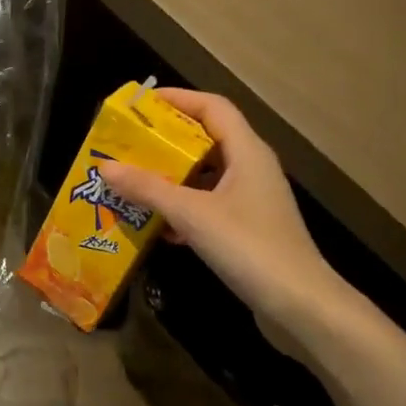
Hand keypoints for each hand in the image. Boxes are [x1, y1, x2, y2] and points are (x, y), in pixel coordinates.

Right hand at [100, 90, 343, 337]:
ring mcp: (252, 200)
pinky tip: (158, 227)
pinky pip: (210, 206)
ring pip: (206, 176)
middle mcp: (252, 168)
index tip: (140, 104)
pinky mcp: (248, 229)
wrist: (299, 306)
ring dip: (172, 178)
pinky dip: (184, 209)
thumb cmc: (249, 247)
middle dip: (167, 142)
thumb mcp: (193, 214)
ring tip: (133, 183)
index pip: (213, 107)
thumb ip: (149, 189)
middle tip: (128, 146)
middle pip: (207, 140)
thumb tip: (106, 166)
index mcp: (248, 152)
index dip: (178, 99)